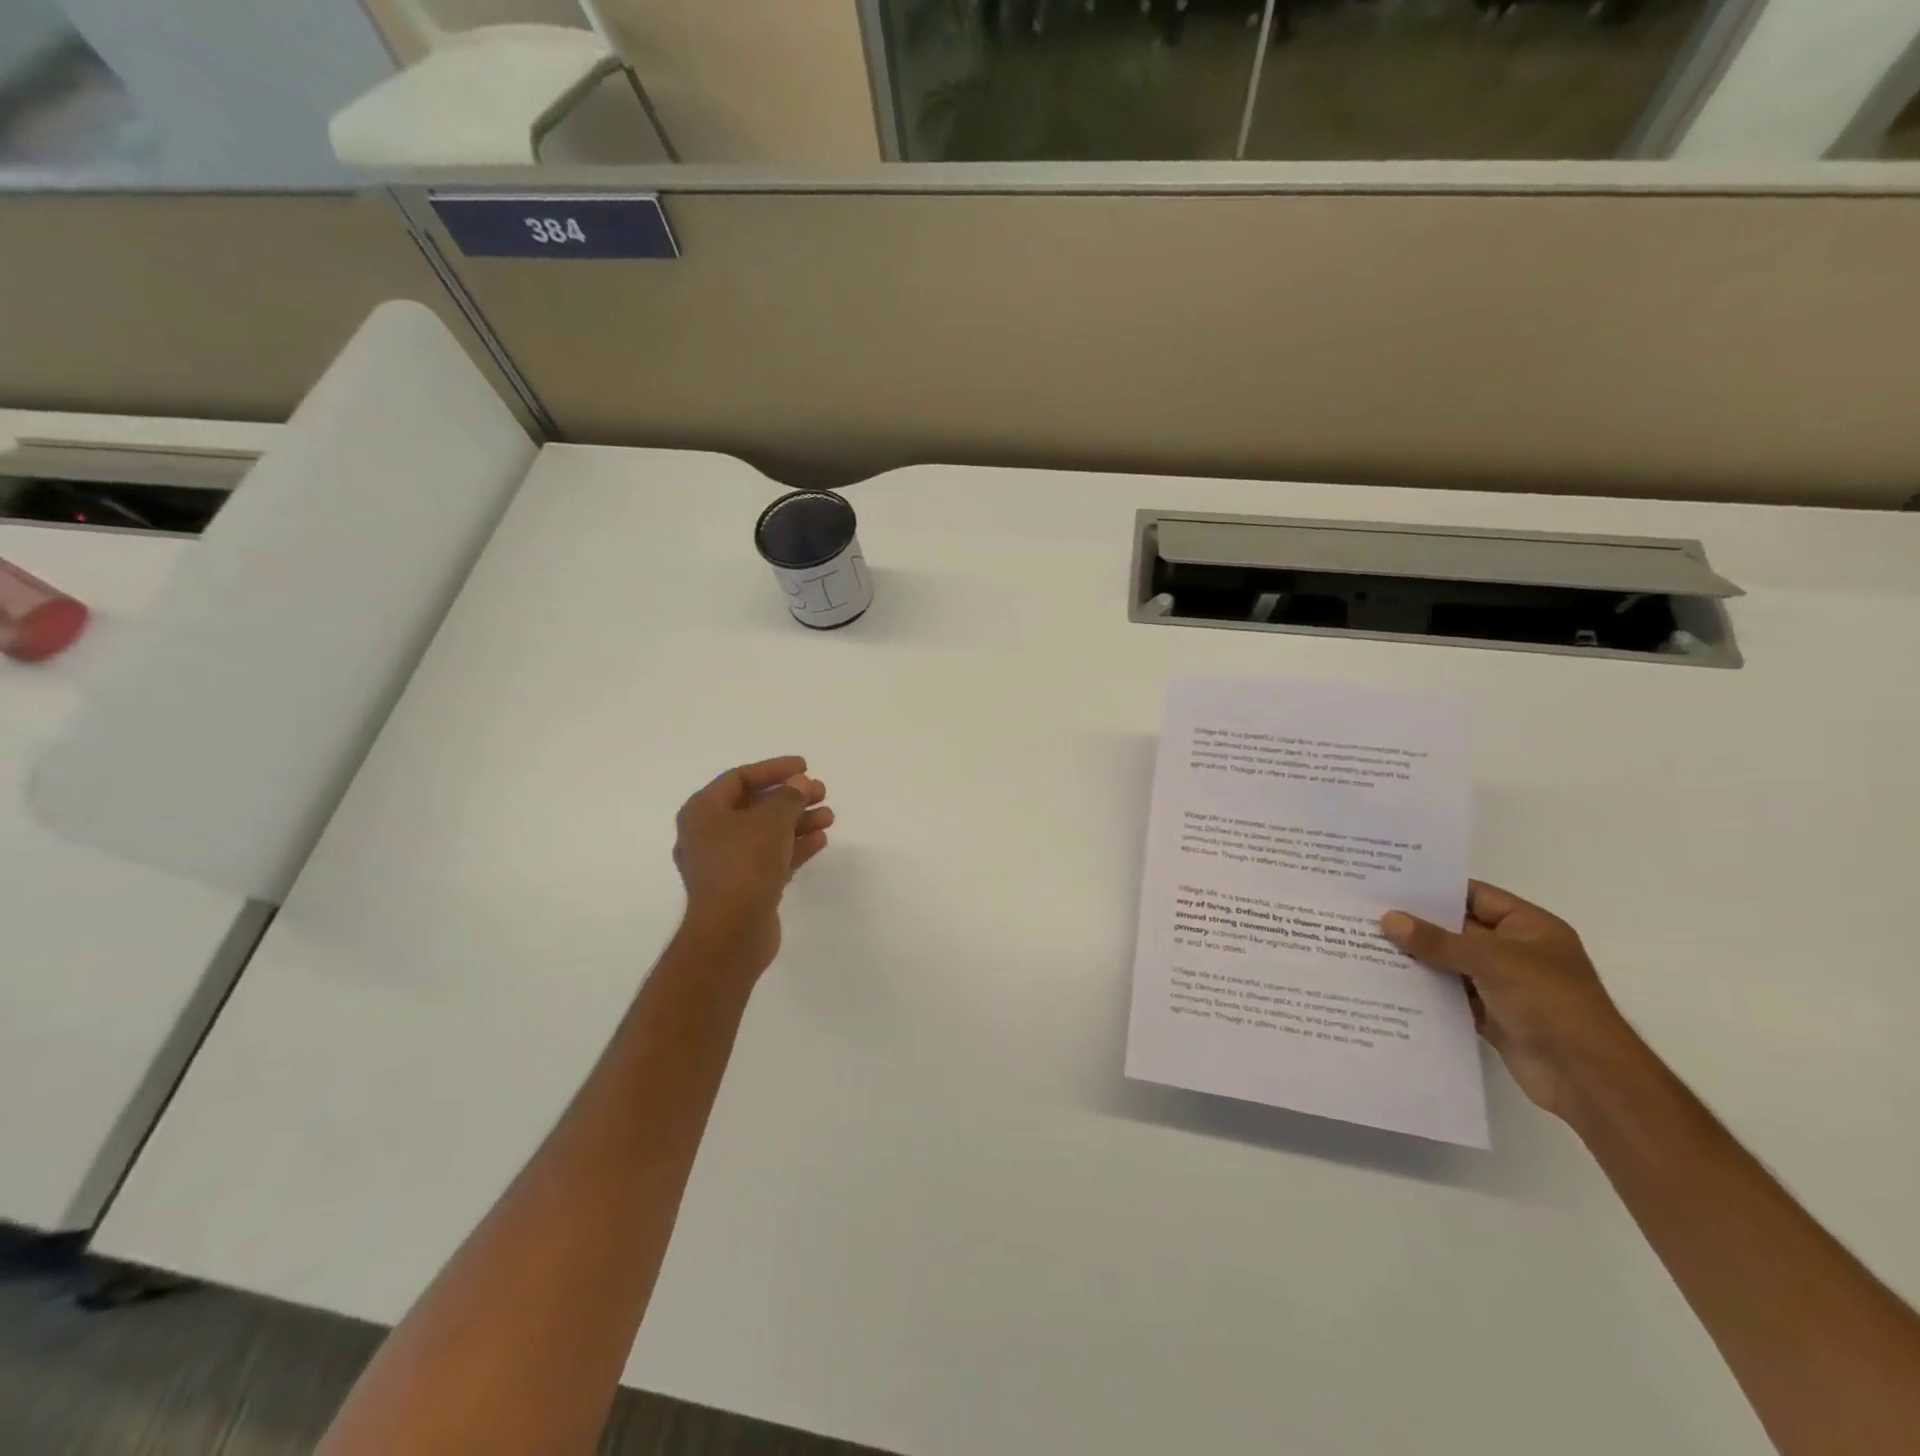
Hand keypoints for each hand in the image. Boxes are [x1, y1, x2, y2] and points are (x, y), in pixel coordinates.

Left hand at [672, 756, 831, 977]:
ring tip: (829, 816)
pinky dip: (793, 846)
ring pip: (765, 833)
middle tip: (821, 792)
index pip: (739, 778)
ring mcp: (724, 864)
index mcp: (703, 812)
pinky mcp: (742, 888)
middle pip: (754, 805)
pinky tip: (820, 840)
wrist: (731, 933)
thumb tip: (800, 784)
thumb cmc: (744, 865)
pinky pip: (769, 857)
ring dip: (797, 821)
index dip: (774, 769)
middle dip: (790, 797)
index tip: (806, 767)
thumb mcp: (771, 820)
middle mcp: (708, 835)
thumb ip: (789, 796)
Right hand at [1381, 882, 1644, 1121]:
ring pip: (1449, 963)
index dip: (1433, 889)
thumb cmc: (1551, 1003)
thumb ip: (1438, 941)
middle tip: (1365, 912)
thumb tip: (1388, 919)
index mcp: (1528, 927)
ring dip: (1415, 958)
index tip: (1387, 883)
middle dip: (1416, 924)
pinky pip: (1449, 995)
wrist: (1588, 1078)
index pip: (1473, 895)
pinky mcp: (1490, 1016)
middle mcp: (1515, 952)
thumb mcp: (1493, 961)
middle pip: (1456, 930)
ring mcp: (1502, 985)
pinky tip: (1385, 982)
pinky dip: (1424, 990)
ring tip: (1365, 943)